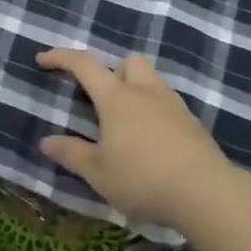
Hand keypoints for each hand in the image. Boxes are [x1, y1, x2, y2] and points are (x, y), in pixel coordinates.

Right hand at [37, 48, 232, 227]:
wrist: (206, 193)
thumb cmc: (143, 178)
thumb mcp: (98, 172)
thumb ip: (71, 154)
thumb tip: (46, 142)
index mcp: (117, 98)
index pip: (84, 65)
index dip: (61, 57)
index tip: (43, 59)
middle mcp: (145, 92)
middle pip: (128, 62)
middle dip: (112, 71)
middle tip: (101, 100)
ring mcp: (173, 106)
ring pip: (151, 81)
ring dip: (135, 92)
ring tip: (126, 125)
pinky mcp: (193, 124)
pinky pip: (167, 105)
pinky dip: (154, 114)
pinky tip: (151, 143)